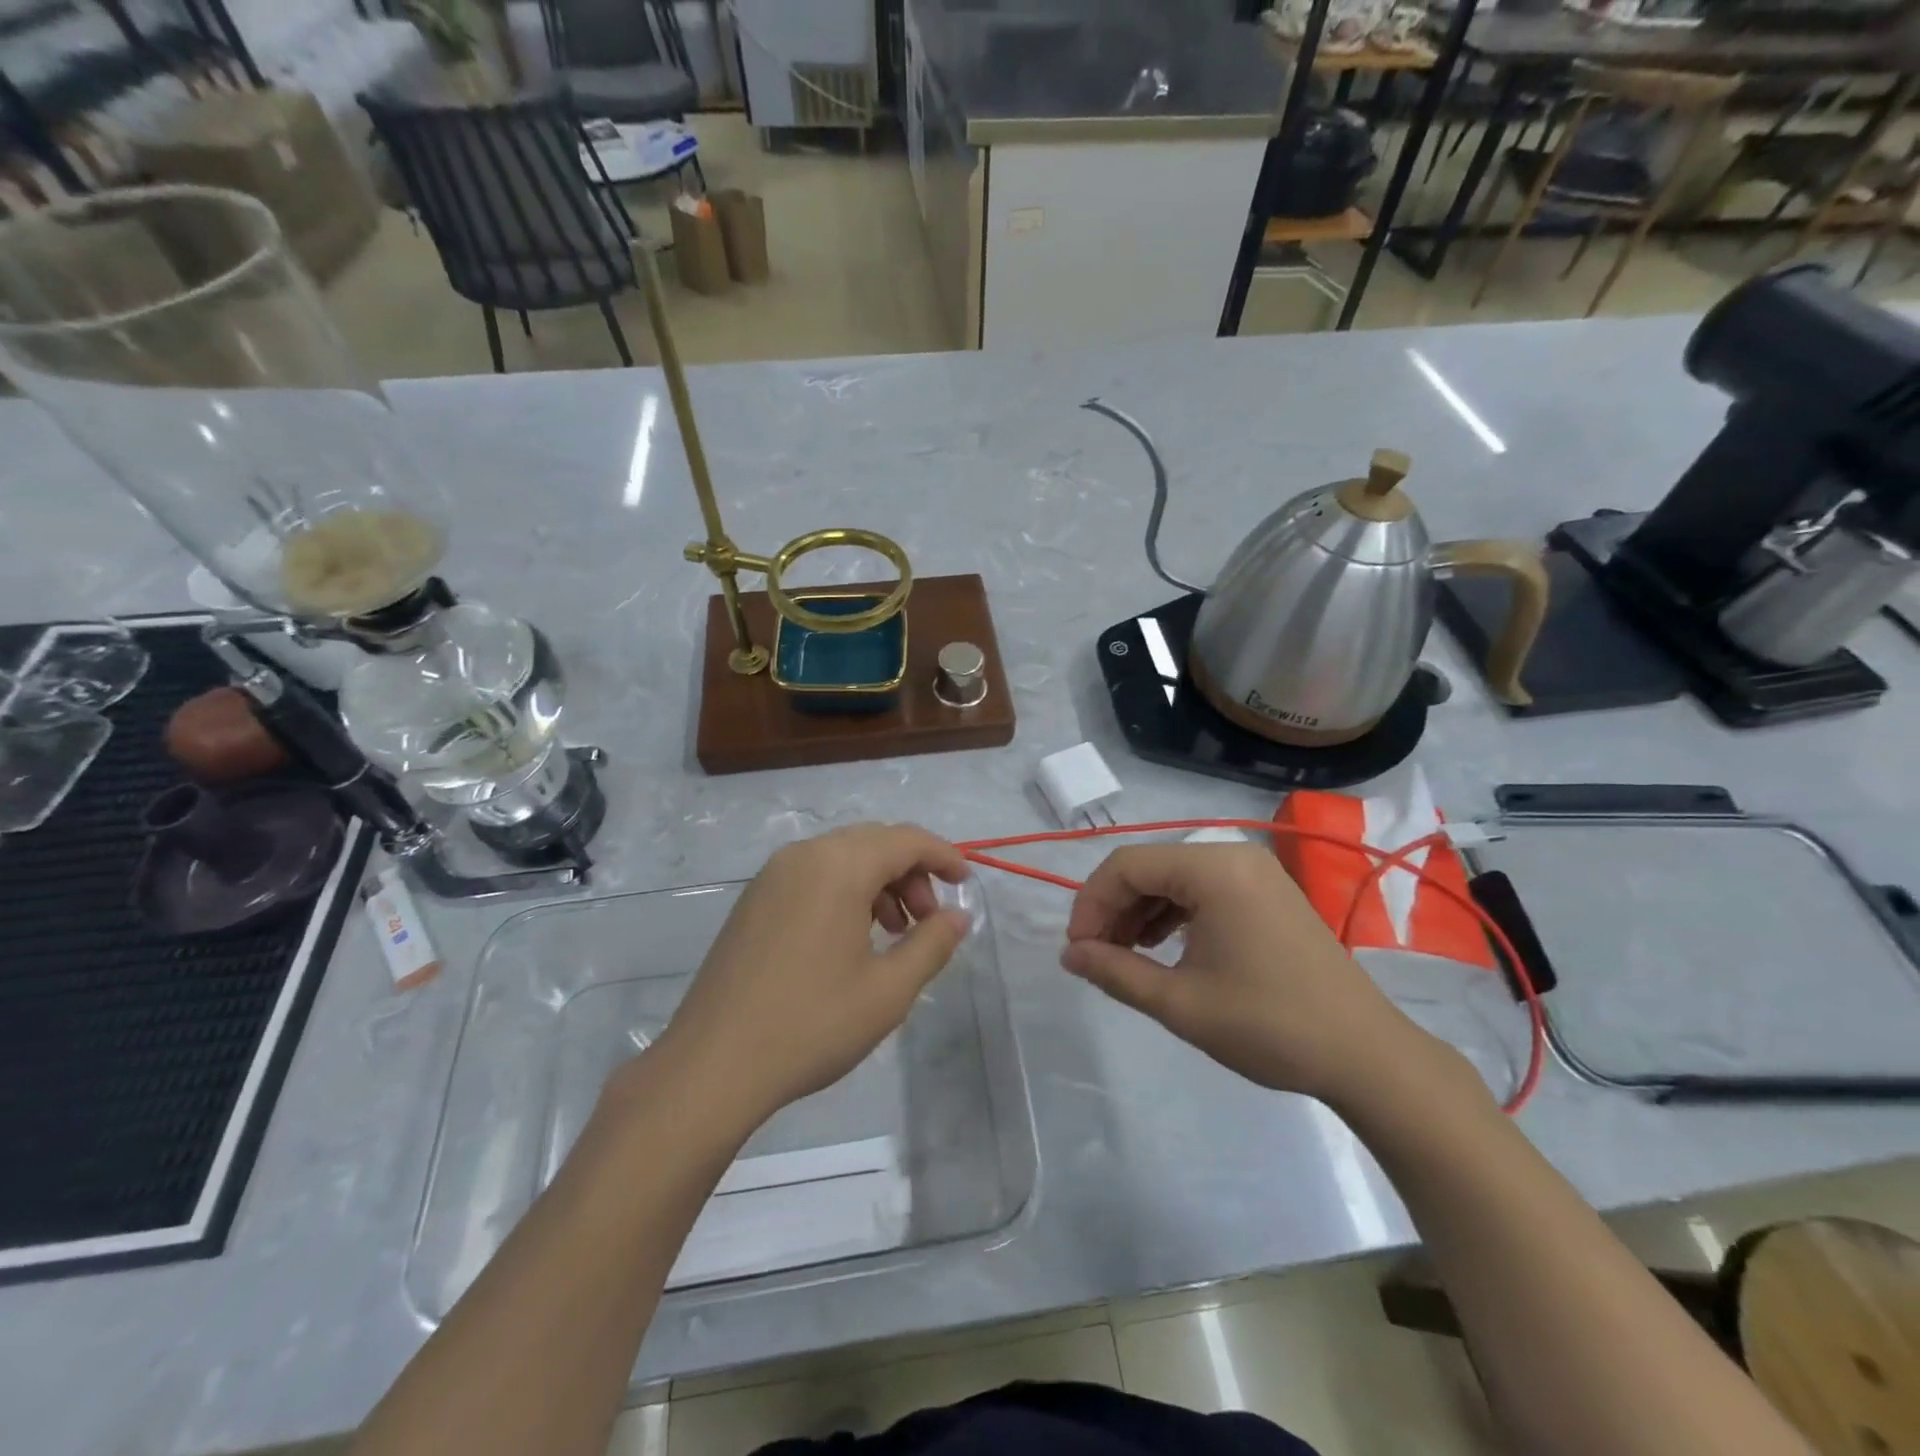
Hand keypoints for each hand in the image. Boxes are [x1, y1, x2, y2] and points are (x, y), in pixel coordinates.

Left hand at [632, 824, 972, 1135]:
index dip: (944, 855)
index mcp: (839, 866)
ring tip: (895, 934)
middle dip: (912, 872)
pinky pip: (814, 875)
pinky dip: (846, 891)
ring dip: (879, 882)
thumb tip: (958, 916)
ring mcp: (772, 876)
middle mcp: (804, 855)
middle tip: (929, 921)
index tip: (966, 883)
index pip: (906, 839)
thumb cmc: (810, 1025)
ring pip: (843, 857)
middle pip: (874, 842)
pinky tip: (852, 939)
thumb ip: (932, 944)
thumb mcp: (887, 991)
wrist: (712, 1065)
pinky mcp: (754, 900)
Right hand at [1061, 842, 1424, 1104]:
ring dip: (1140, 911)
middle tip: (1096, 956)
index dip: (1091, 903)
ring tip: (1124, 956)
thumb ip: (1115, 972)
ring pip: (1174, 877)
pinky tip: (1162, 947)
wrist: (1365, 1055)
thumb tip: (1070, 954)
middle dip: (1114, 908)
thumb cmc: (1268, 1025)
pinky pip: (1203, 888)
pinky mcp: (1267, 892)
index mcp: (1213, 869)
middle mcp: (1233, 855)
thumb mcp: (1179, 1003)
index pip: (1126, 865)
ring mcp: (1255, 872)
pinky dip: (1173, 913)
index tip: (1077, 949)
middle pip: (1149, 866)